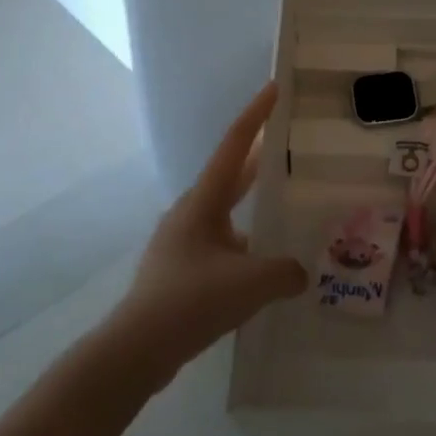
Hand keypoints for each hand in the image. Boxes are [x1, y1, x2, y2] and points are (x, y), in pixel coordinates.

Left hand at [103, 82, 307, 382]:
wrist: (136, 348)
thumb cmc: (193, 300)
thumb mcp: (252, 283)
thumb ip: (286, 272)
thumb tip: (299, 272)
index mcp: (204, 201)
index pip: (235, 145)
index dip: (256, 114)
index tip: (274, 88)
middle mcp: (190, 212)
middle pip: (231, 175)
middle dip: (259, 158)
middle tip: (287, 142)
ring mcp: (181, 241)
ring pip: (225, 213)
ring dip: (251, 206)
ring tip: (282, 210)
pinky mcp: (178, 270)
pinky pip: (219, 244)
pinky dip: (242, 244)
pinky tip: (261, 267)